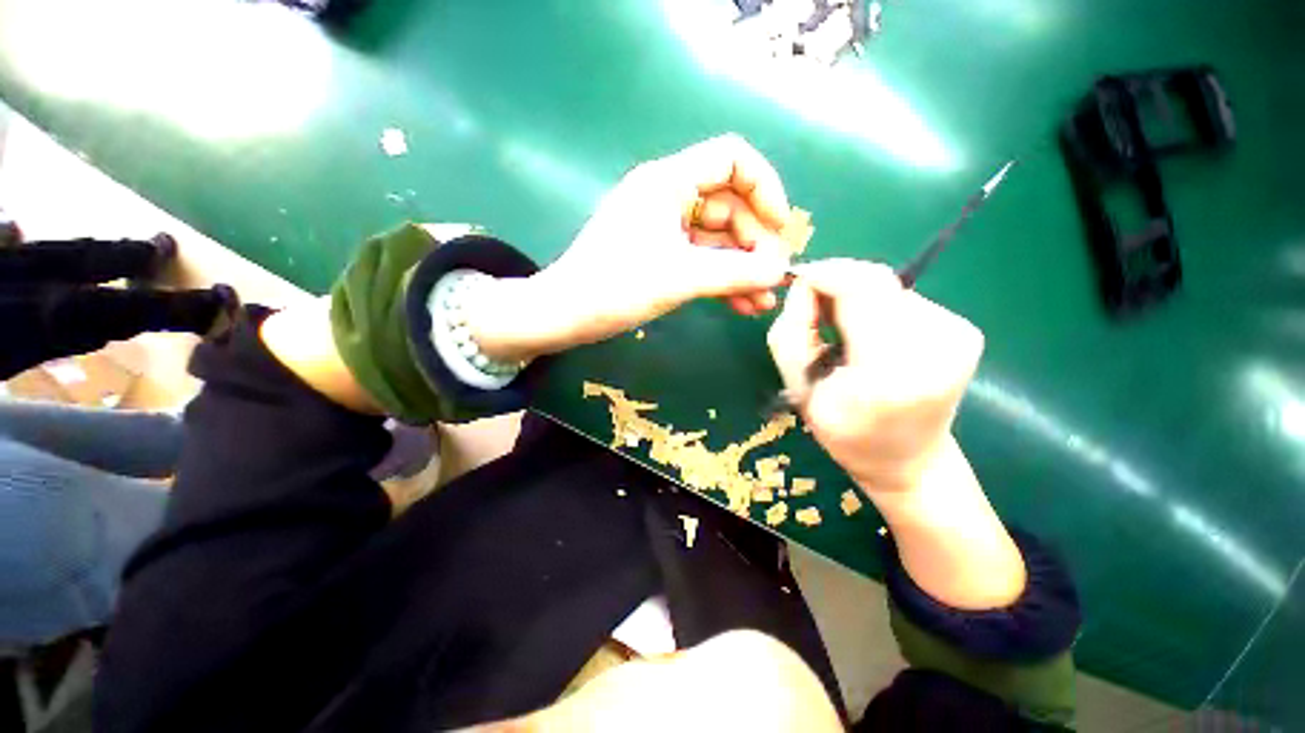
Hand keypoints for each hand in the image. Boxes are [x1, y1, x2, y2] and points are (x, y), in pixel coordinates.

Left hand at [470, 135, 794, 360]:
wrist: (565, 314)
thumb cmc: (616, 287)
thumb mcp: (680, 278)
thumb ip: (734, 273)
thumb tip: (779, 271)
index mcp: (668, 182)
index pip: (732, 159)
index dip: (764, 187)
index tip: (781, 228)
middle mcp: (668, 196)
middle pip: (729, 206)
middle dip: (755, 242)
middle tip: (772, 279)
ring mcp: (663, 228)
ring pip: (716, 239)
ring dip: (742, 268)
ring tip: (763, 301)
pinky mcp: (659, 255)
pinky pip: (700, 259)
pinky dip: (721, 279)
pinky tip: (741, 304)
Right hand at [766, 259, 984, 492]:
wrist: (909, 461)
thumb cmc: (845, 432)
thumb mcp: (798, 387)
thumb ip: (791, 331)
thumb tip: (803, 284)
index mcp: (889, 370)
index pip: (859, 288)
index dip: (824, 274)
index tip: (798, 282)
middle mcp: (935, 344)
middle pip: (875, 281)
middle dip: (836, 285)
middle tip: (813, 309)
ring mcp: (957, 335)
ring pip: (887, 287)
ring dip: (856, 298)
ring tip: (842, 331)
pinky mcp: (965, 330)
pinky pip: (905, 299)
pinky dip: (878, 308)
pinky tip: (871, 337)